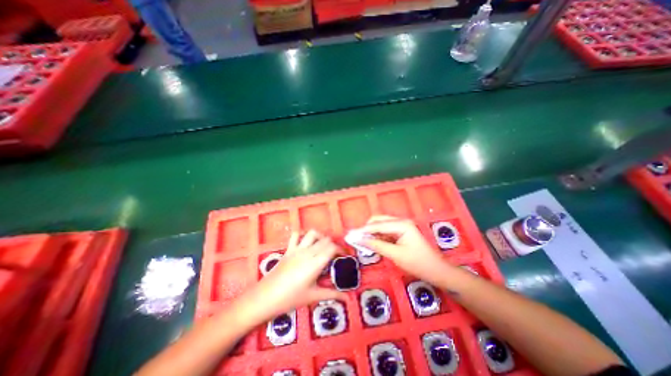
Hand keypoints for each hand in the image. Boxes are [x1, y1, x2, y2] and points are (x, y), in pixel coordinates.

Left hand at [241, 229, 344, 322]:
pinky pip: (296, 235)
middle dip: (333, 244)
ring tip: (322, 246)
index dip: (341, 249)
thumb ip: (332, 294)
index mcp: (316, 263)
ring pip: (312, 233)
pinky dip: (302, 235)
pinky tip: (305, 243)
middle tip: (335, 255)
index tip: (344, 256)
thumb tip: (348, 299)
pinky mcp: (288, 249)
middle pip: (325, 239)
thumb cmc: (290, 299)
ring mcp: (297, 249)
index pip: (332, 248)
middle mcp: (308, 252)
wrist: (264, 298)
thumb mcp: (313, 297)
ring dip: (320, 237)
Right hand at [360, 215, 451, 284]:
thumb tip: (360, 240)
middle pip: (378, 221)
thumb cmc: (418, 263)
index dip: (363, 230)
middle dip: (367, 229)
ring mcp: (401, 226)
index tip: (351, 235)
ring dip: (372, 233)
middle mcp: (401, 221)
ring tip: (362, 242)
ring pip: (381, 226)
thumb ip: (376, 245)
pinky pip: (386, 232)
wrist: (437, 271)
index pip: (377, 225)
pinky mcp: (401, 233)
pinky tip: (373, 244)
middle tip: (357, 239)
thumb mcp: (395, 255)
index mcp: (401, 224)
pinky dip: (378, 237)